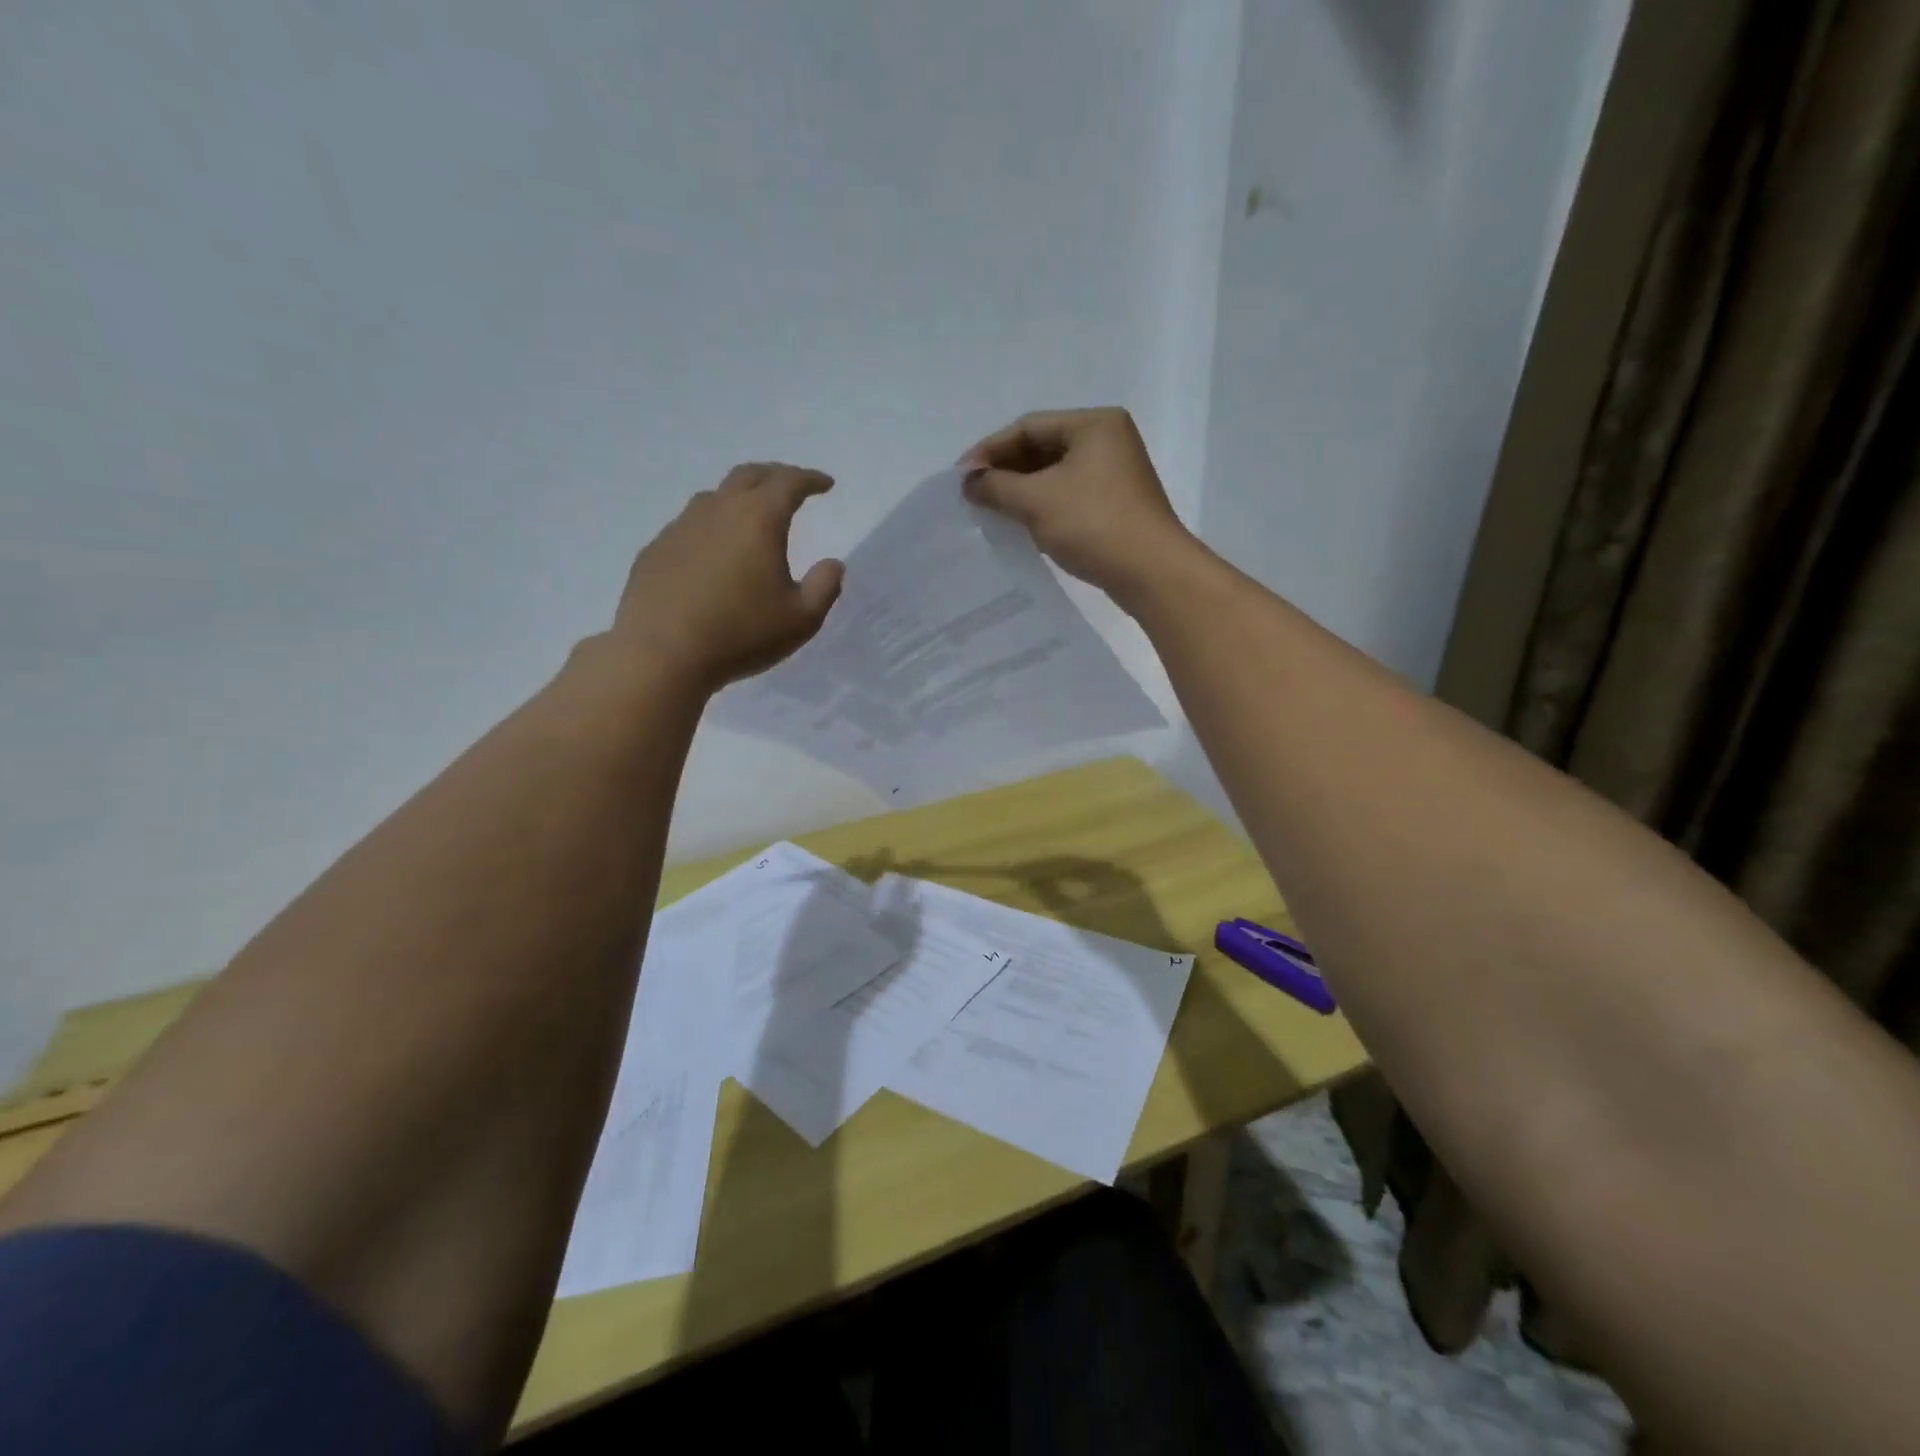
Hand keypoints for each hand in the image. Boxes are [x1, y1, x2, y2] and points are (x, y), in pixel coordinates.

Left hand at [611, 463, 843, 691]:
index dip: (810, 479)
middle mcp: (718, 511)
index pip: (789, 483)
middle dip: (775, 476)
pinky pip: (688, 527)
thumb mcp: (801, 620)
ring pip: (714, 498)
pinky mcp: (655, 550)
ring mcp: (680, 528)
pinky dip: (709, 529)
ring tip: (749, 517)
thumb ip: (824, 588)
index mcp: (758, 519)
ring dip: (738, 499)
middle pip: (748, 476)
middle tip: (790, 486)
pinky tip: (712, 554)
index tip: (825, 484)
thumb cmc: (741, 635)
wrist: (662, 655)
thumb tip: (832, 564)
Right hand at [959, 407, 1198, 604]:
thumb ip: (996, 487)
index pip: (1028, 427)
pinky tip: (1020, 525)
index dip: (990, 450)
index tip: (961, 478)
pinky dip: (1041, 507)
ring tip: (990, 511)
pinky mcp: (1114, 505)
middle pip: (1041, 448)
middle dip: (1005, 471)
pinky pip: (1067, 496)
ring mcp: (1114, 474)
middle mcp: (1107, 441)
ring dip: (1020, 491)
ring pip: (1054, 475)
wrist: (1151, 573)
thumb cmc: (1094, 525)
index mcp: (1094, 424)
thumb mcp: (1036, 501)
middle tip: (973, 495)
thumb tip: (969, 482)